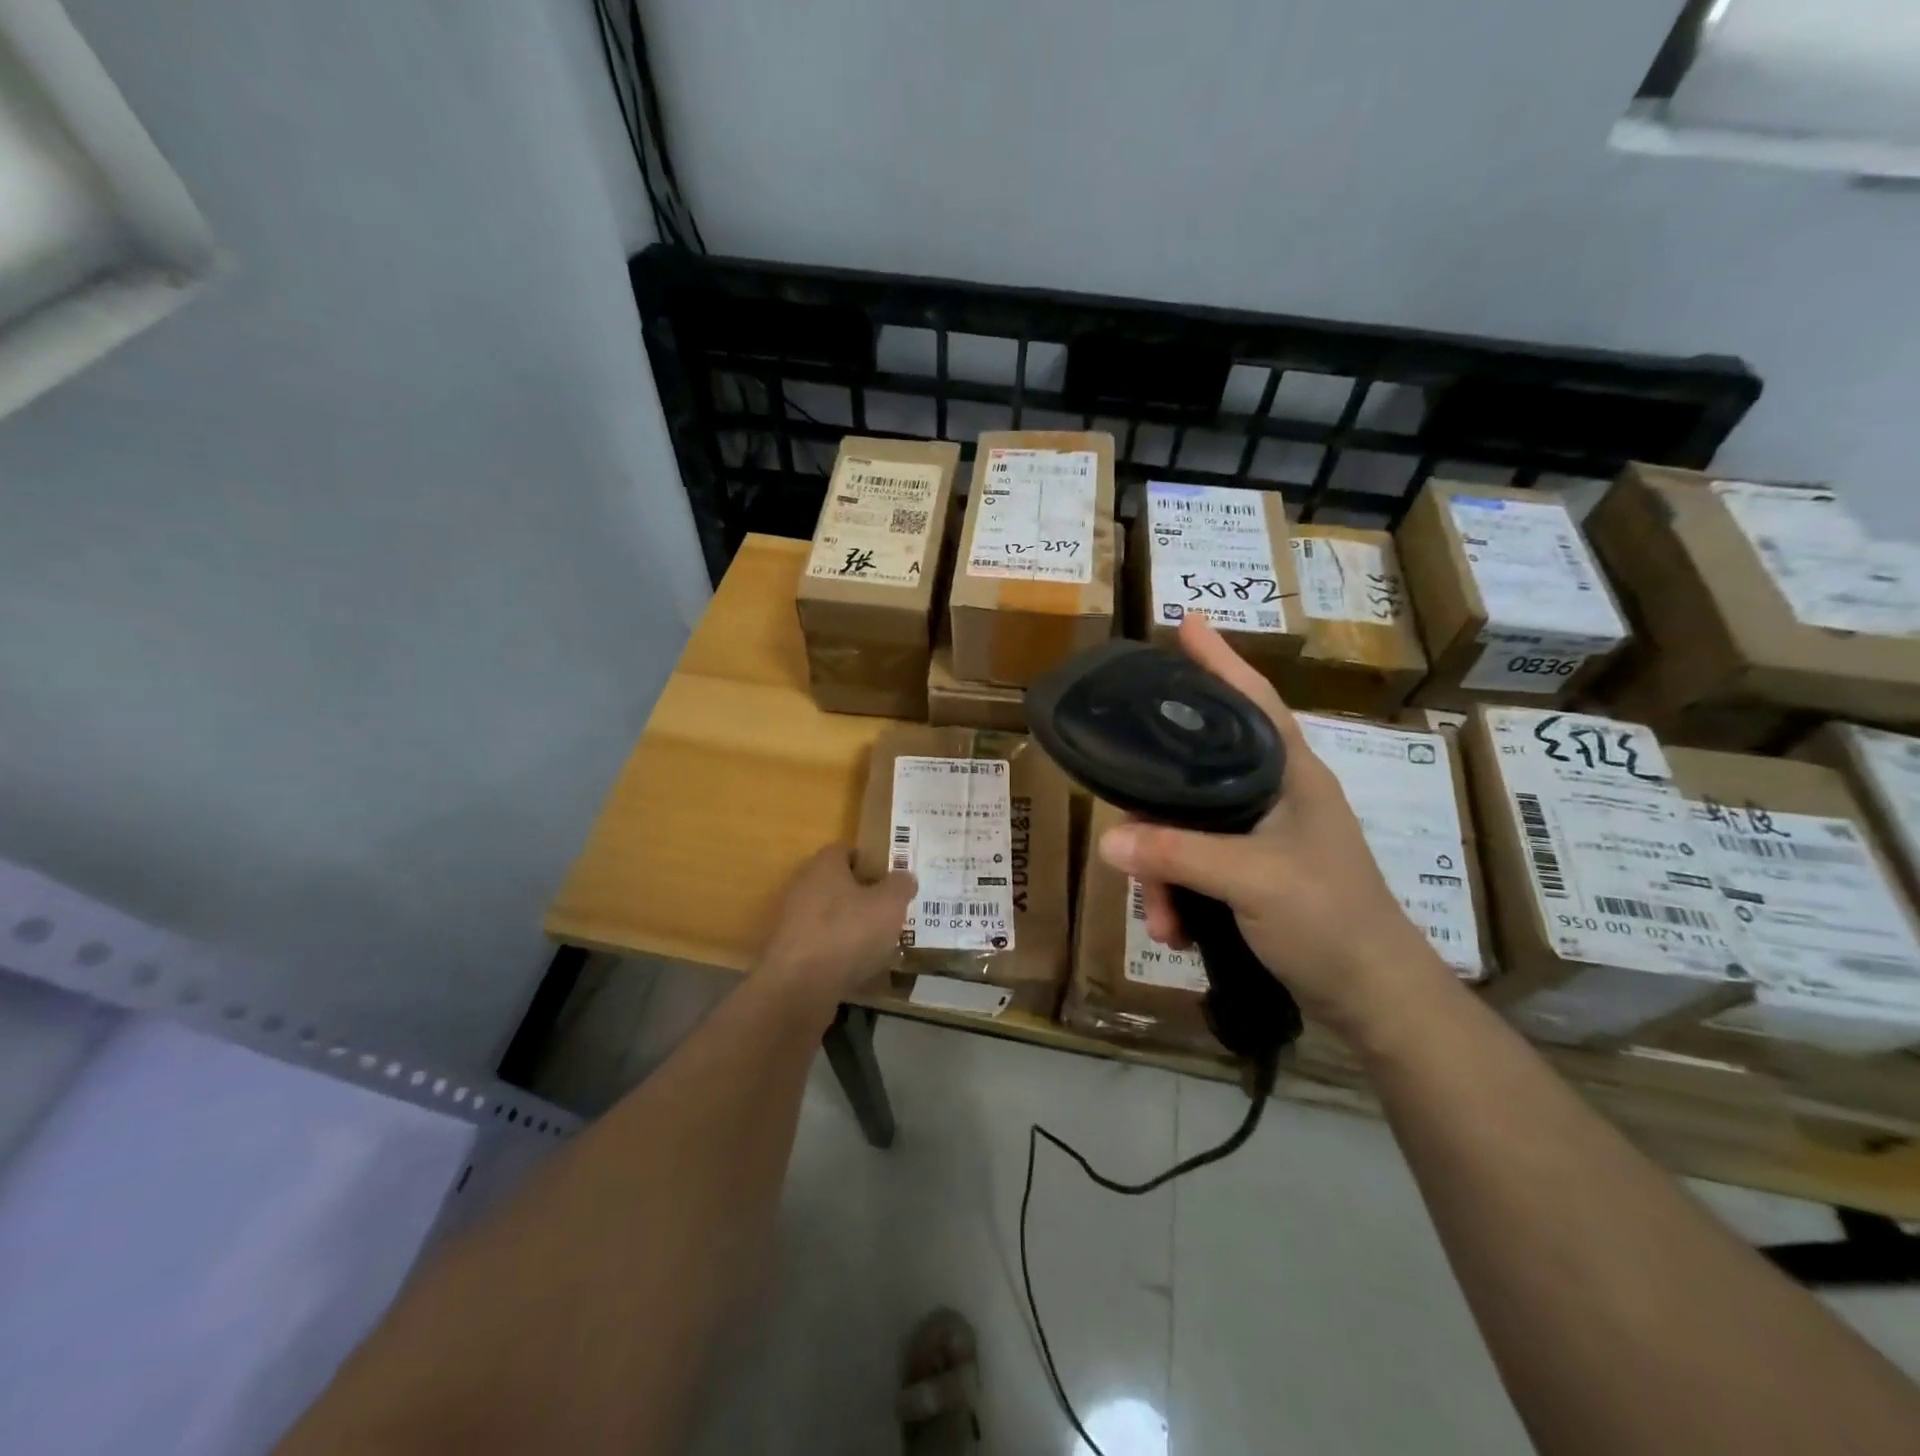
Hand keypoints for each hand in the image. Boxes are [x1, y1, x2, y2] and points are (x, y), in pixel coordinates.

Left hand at [757, 846, 915, 1004]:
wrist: (798, 988)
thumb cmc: (847, 932)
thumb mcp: (889, 904)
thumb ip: (900, 886)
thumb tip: (904, 877)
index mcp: (824, 867)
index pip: (845, 851)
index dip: (869, 862)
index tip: (891, 878)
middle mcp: (802, 889)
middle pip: (837, 887)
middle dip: (864, 899)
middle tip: (891, 912)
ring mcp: (792, 924)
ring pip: (830, 920)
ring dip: (853, 930)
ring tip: (882, 946)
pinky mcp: (789, 957)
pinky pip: (822, 949)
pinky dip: (840, 957)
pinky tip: (862, 972)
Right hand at [1098, 615, 1453, 1045]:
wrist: (1374, 1000)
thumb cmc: (1330, 920)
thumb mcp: (1252, 880)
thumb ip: (1178, 855)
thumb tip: (1108, 839)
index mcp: (1290, 774)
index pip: (1252, 699)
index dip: (1219, 660)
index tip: (1185, 623)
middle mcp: (1273, 796)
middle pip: (1195, 772)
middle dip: (1155, 809)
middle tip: (1125, 825)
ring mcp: (1261, 838)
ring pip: (1186, 828)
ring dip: (1163, 872)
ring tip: (1161, 917)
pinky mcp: (1251, 875)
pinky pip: (1193, 867)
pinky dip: (1178, 897)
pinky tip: (1174, 931)